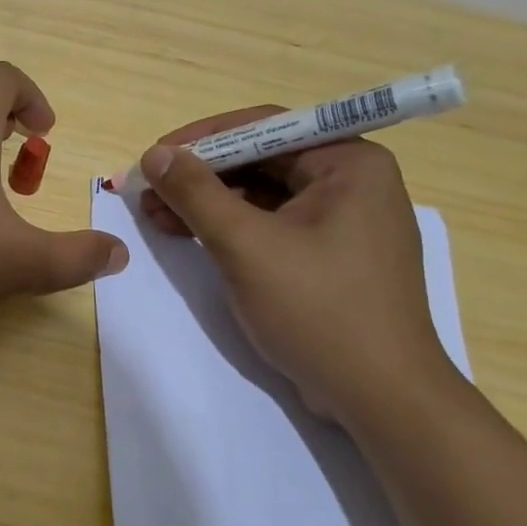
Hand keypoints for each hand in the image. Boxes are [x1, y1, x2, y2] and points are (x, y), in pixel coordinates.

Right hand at [138, 108, 456, 424]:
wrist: (379, 397)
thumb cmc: (318, 309)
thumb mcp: (246, 246)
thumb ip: (197, 194)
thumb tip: (156, 153)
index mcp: (349, 163)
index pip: (265, 127)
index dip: (202, 139)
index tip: (155, 156)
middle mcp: (352, 182)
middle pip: (261, 161)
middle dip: (200, 175)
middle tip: (147, 190)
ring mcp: (342, 222)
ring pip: (262, 195)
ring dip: (207, 203)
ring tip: (155, 214)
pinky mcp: (329, 257)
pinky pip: (271, 225)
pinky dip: (229, 228)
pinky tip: (186, 234)